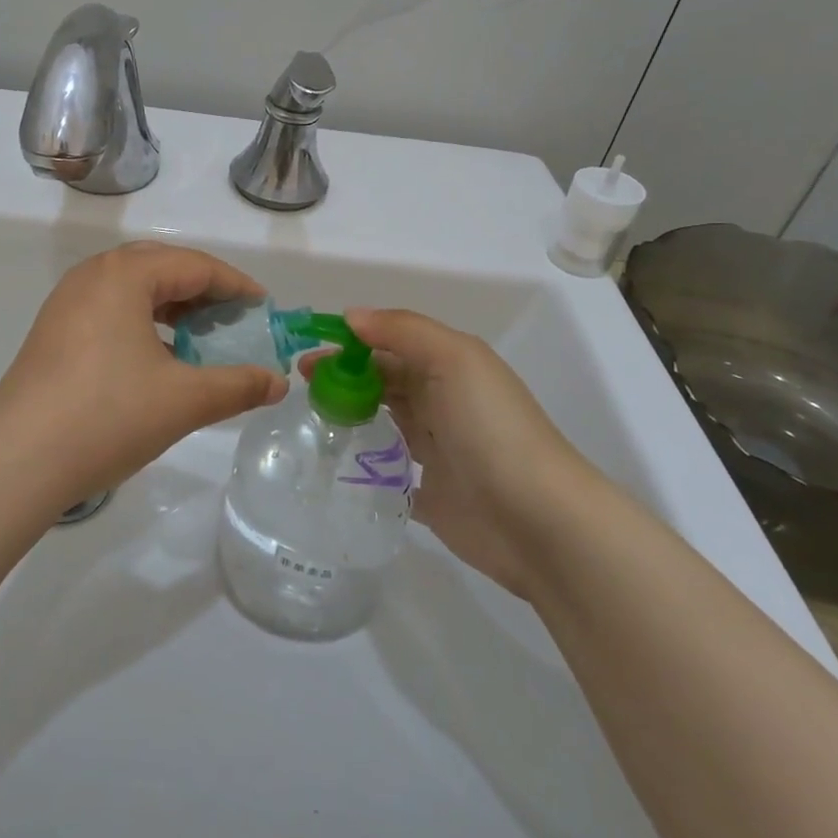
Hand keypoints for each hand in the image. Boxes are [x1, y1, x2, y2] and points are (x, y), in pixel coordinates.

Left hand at [0, 242, 287, 507]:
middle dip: (201, 289)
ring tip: (198, 336)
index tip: (263, 307)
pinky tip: (155, 357)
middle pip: (160, 267)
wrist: (18, 461)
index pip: (194, 265)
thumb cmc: (108, 417)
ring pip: (130, 288)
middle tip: (232, 318)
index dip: (234, 284)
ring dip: (170, 304)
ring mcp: (65, 303)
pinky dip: (140, 321)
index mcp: (124, 275)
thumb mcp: (184, 401)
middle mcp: (91, 276)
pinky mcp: (51, 332)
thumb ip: (238, 386)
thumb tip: (278, 383)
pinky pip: (107, 309)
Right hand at [332, 308, 594, 596]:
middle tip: (300, 386)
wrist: (537, 521)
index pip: (391, 345)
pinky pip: (387, 472)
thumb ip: (403, 331)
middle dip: (343, 377)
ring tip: (308, 418)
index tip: (308, 352)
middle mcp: (443, 403)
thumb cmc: (491, 428)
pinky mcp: (429, 494)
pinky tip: (331, 462)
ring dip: (350, 415)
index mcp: (450, 367)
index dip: (350, 343)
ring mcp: (437, 450)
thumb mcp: (454, 359)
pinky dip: (363, 464)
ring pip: (383, 422)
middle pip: (384, 381)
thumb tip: (351, 317)